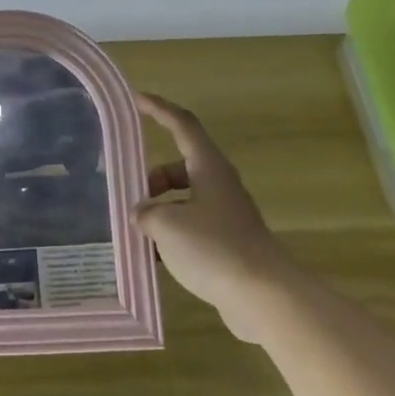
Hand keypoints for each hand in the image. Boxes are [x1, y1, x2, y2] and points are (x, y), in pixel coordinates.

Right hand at [135, 92, 289, 342]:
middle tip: (129, 198)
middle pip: (179, 168)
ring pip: (184, 200)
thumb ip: (146, 213)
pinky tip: (156, 258)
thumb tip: (141, 214)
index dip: (158, 109)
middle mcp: (219, 184)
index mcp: (208, 168)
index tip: (136, 99)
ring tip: (138, 233)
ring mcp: (226, 214)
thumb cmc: (214, 248)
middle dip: (151, 179)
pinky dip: (172, 235)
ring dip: (160, 210)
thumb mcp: (167, 225)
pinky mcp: (229, 242)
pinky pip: (192, 227)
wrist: (265, 296)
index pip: (181, 125)